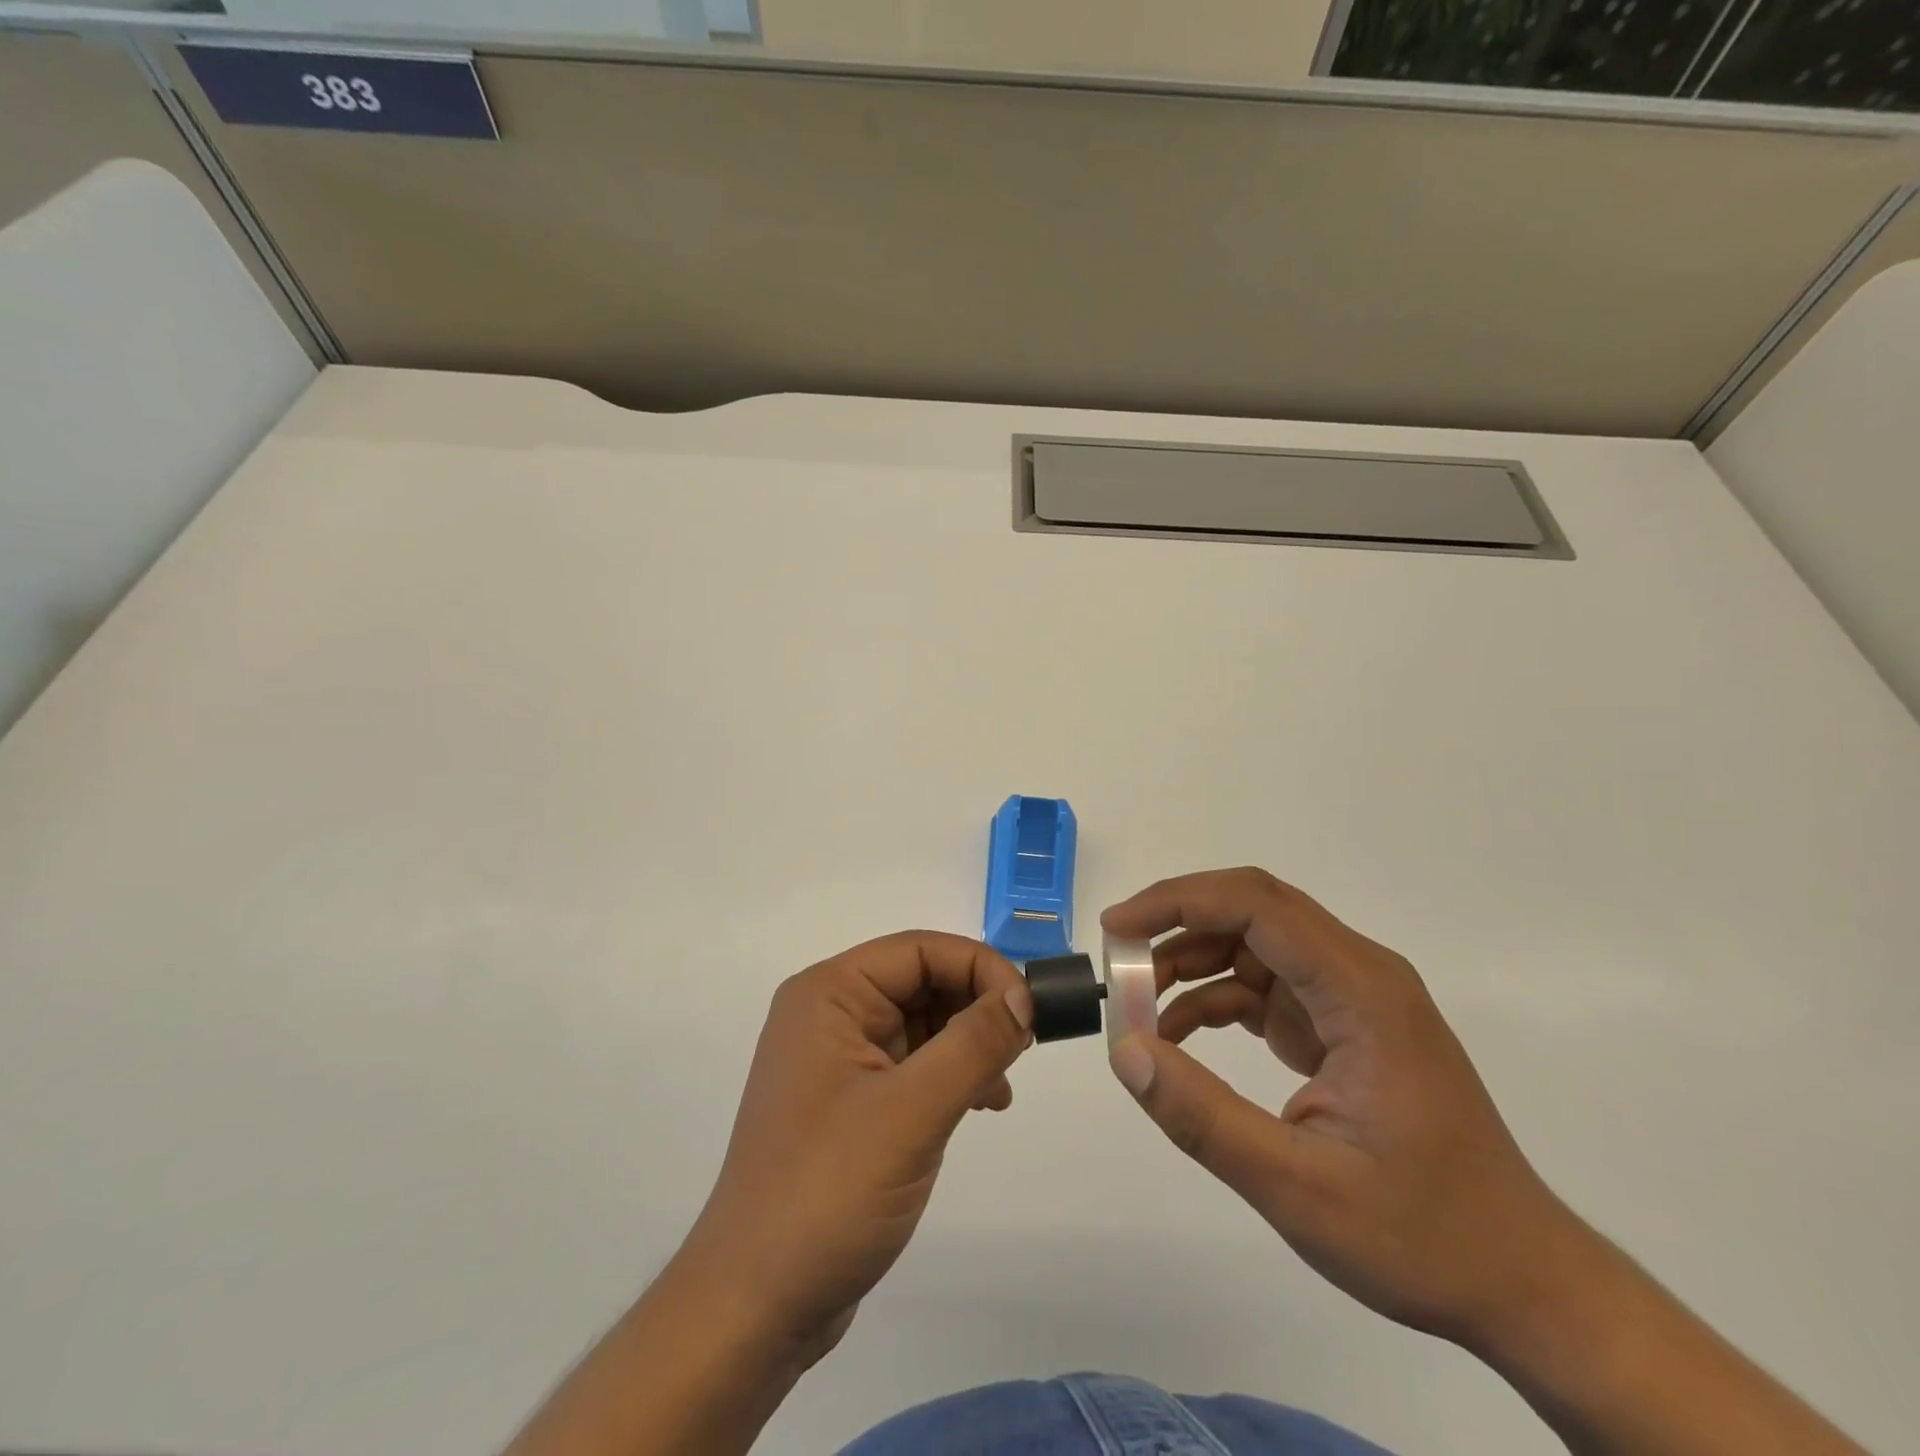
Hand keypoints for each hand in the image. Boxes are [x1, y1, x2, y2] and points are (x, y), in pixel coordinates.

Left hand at [677, 930, 1033, 1360]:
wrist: (756, 1306)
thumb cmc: (827, 1192)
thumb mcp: (910, 1112)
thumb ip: (973, 1045)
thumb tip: (1024, 995)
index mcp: (829, 994)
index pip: (919, 950)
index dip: (979, 967)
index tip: (1029, 1008)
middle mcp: (831, 1014)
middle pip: (922, 981)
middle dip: (976, 1007)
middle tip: (1023, 1048)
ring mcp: (839, 1059)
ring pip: (923, 1023)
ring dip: (969, 1044)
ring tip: (999, 1087)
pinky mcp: (852, 1101)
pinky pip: (914, 1063)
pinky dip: (952, 1075)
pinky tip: (981, 1105)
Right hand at [1101, 867, 1581, 1347]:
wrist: (1523, 1284)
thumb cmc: (1423, 1235)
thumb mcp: (1298, 1187)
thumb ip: (1202, 1117)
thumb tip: (1125, 1050)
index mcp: (1361, 991)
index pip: (1257, 905)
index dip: (1178, 902)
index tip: (1117, 930)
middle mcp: (1359, 975)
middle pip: (1255, 910)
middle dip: (1177, 921)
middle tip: (1118, 957)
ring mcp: (1353, 999)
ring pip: (1255, 943)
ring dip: (1192, 961)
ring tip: (1138, 1004)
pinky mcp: (1343, 1025)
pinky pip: (1266, 986)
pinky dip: (1215, 997)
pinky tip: (1180, 1034)